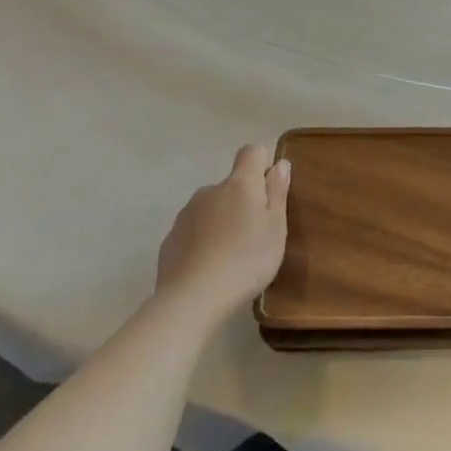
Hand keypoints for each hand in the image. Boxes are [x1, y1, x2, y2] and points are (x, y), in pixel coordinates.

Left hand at [157, 145, 289, 317]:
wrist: (193, 298)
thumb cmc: (247, 259)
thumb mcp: (276, 227)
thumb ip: (277, 192)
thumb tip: (279, 164)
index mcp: (240, 184)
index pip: (252, 152)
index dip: (262, 164)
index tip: (270, 189)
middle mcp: (210, 190)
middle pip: (231, 184)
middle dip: (243, 199)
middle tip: (255, 233)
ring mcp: (186, 214)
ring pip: (211, 207)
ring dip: (222, 220)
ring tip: (231, 254)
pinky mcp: (170, 238)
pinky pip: (193, 230)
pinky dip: (203, 240)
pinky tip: (209, 267)